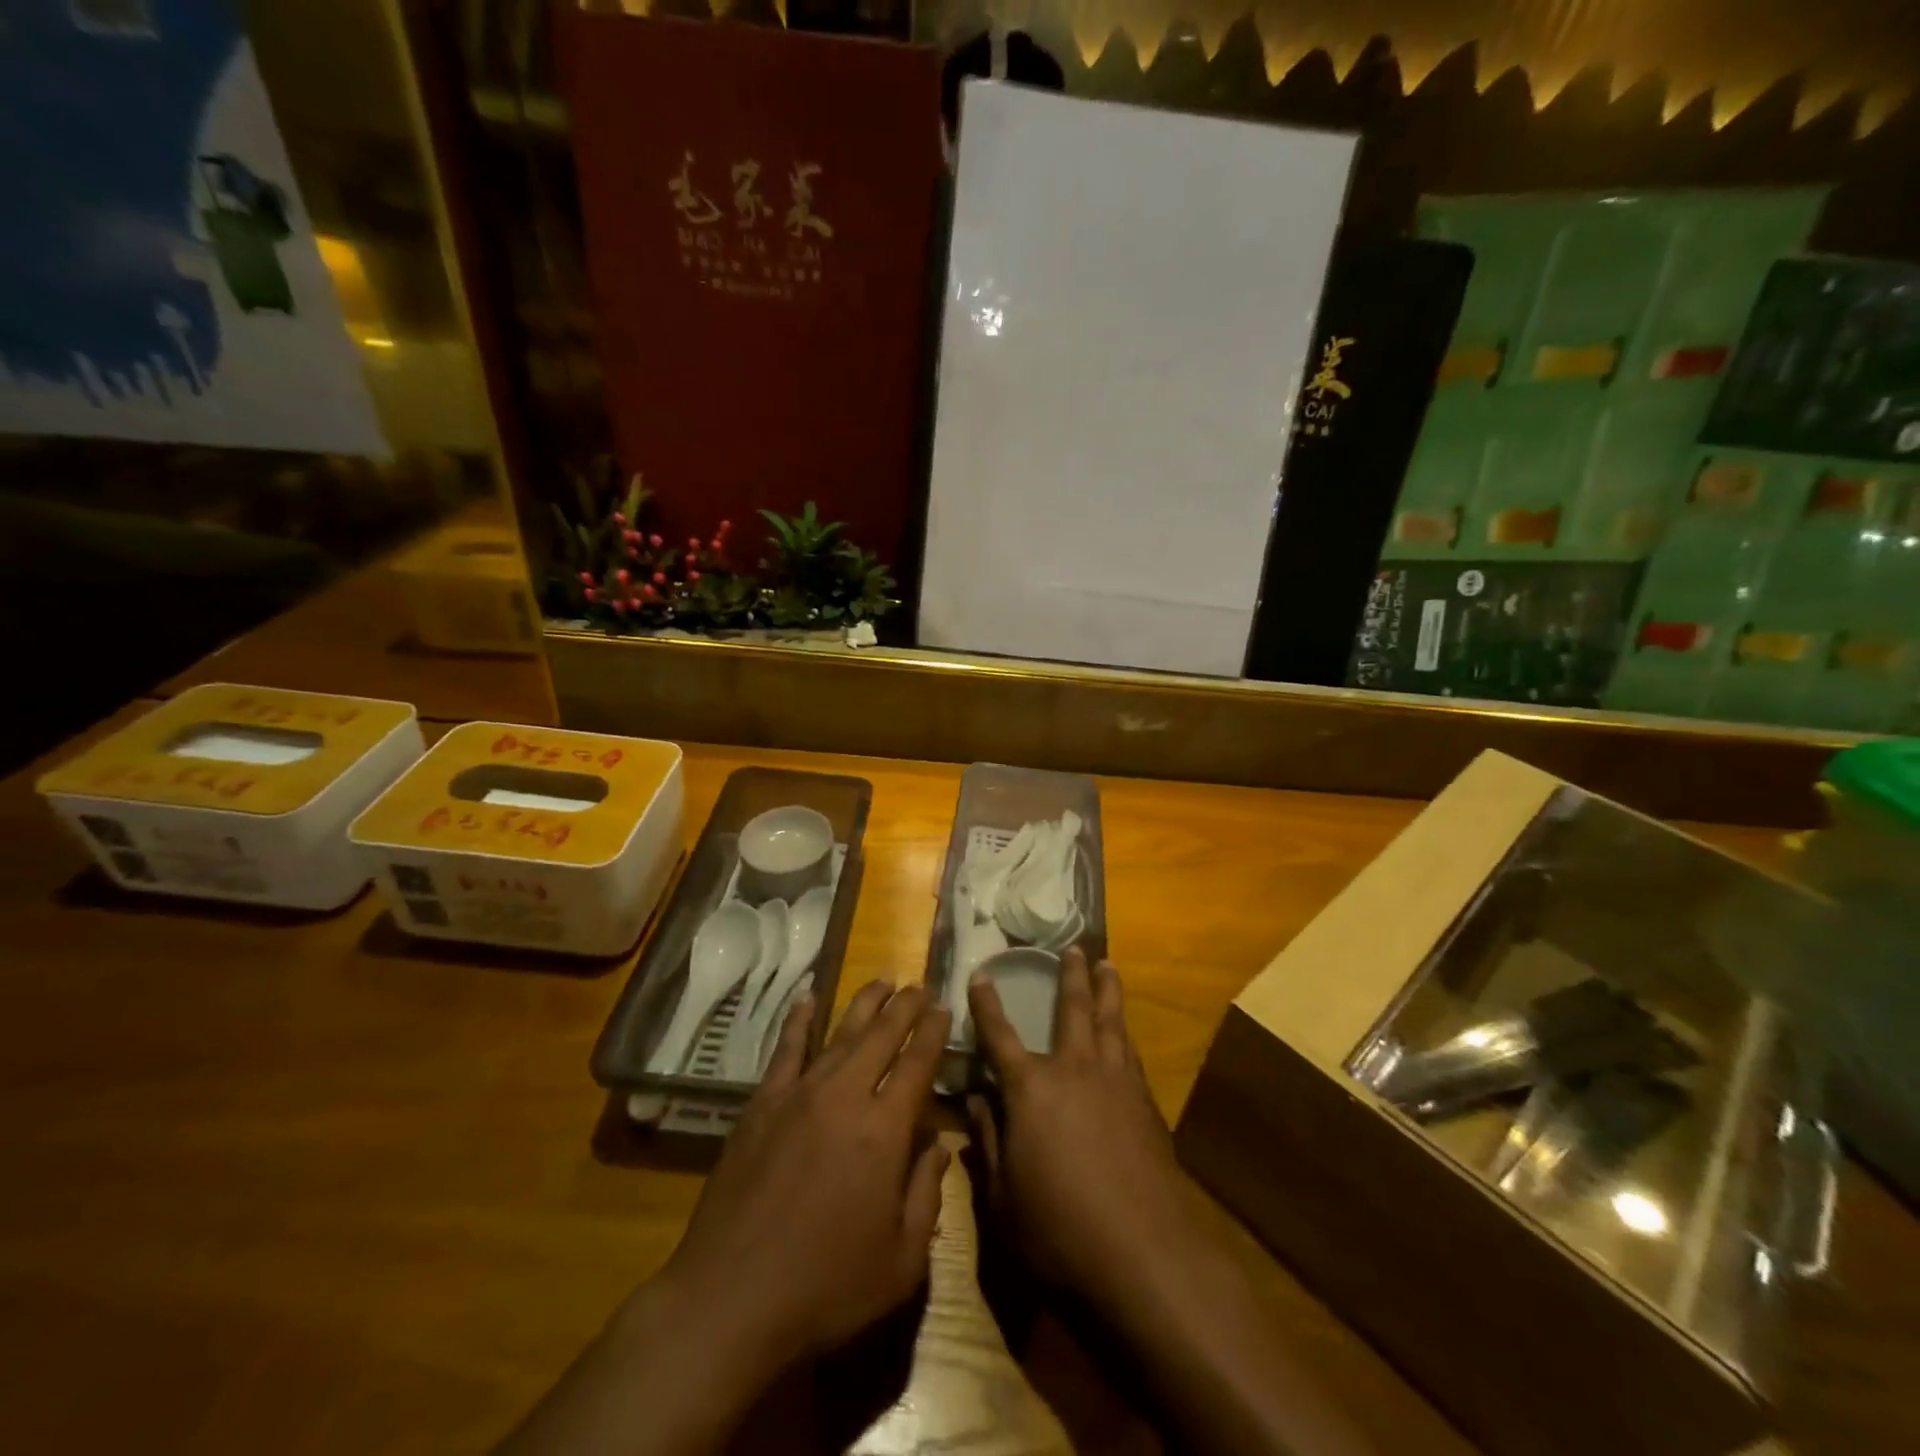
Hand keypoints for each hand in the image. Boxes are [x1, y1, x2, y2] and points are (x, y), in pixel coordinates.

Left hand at [496, 982, 950, 1455]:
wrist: (730, 1299)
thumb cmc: (825, 1289)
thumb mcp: (901, 1262)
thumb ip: (927, 1196)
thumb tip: (940, 1146)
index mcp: (885, 1131)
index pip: (917, 1064)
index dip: (933, 1033)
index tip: (943, 1008)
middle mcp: (845, 1097)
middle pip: (882, 1037)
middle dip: (905, 1007)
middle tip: (919, 986)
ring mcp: (799, 1095)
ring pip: (840, 1034)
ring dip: (865, 1004)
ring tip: (883, 981)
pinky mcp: (762, 1104)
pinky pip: (785, 1050)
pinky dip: (799, 1020)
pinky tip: (807, 997)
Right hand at [968, 953, 1384, 1455]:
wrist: (1145, 1254)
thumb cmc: (1059, 1230)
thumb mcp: (1003, 1196)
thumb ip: (987, 1141)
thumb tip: (975, 1098)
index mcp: (1031, 1089)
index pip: (1000, 1036)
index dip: (987, 1005)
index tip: (981, 974)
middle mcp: (1074, 1070)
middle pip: (1073, 1009)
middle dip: (1070, 976)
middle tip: (1074, 947)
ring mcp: (1116, 1082)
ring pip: (1111, 1021)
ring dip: (1107, 990)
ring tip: (1108, 965)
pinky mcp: (1146, 1102)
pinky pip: (1131, 1051)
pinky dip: (1125, 1032)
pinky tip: (1125, 1033)